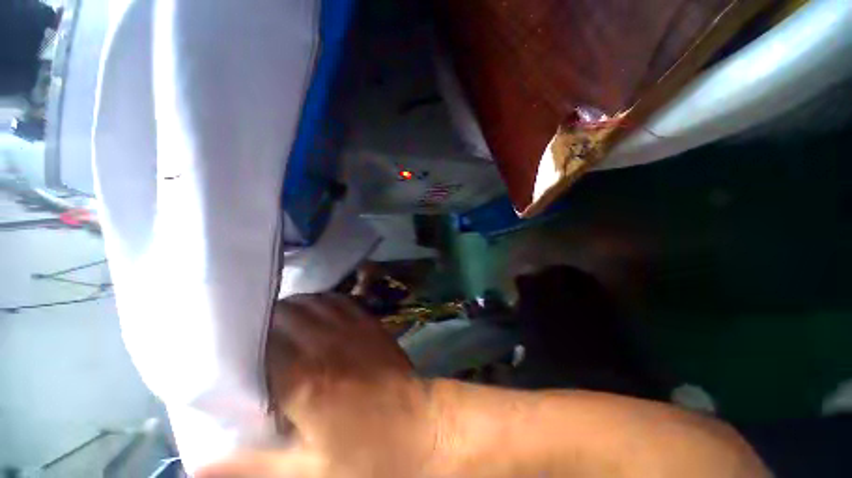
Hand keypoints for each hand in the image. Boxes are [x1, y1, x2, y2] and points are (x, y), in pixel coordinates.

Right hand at [198, 293, 438, 477]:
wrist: (422, 424)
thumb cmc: (369, 455)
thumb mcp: (308, 473)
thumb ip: (251, 466)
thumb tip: (194, 467)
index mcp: (305, 379)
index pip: (258, 341)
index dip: (237, 341)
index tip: (225, 349)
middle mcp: (326, 342)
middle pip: (283, 313)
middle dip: (261, 322)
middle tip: (250, 341)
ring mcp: (352, 327)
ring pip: (310, 301)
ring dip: (290, 310)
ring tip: (279, 328)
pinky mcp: (369, 322)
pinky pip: (337, 300)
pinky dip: (319, 303)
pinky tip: (314, 317)